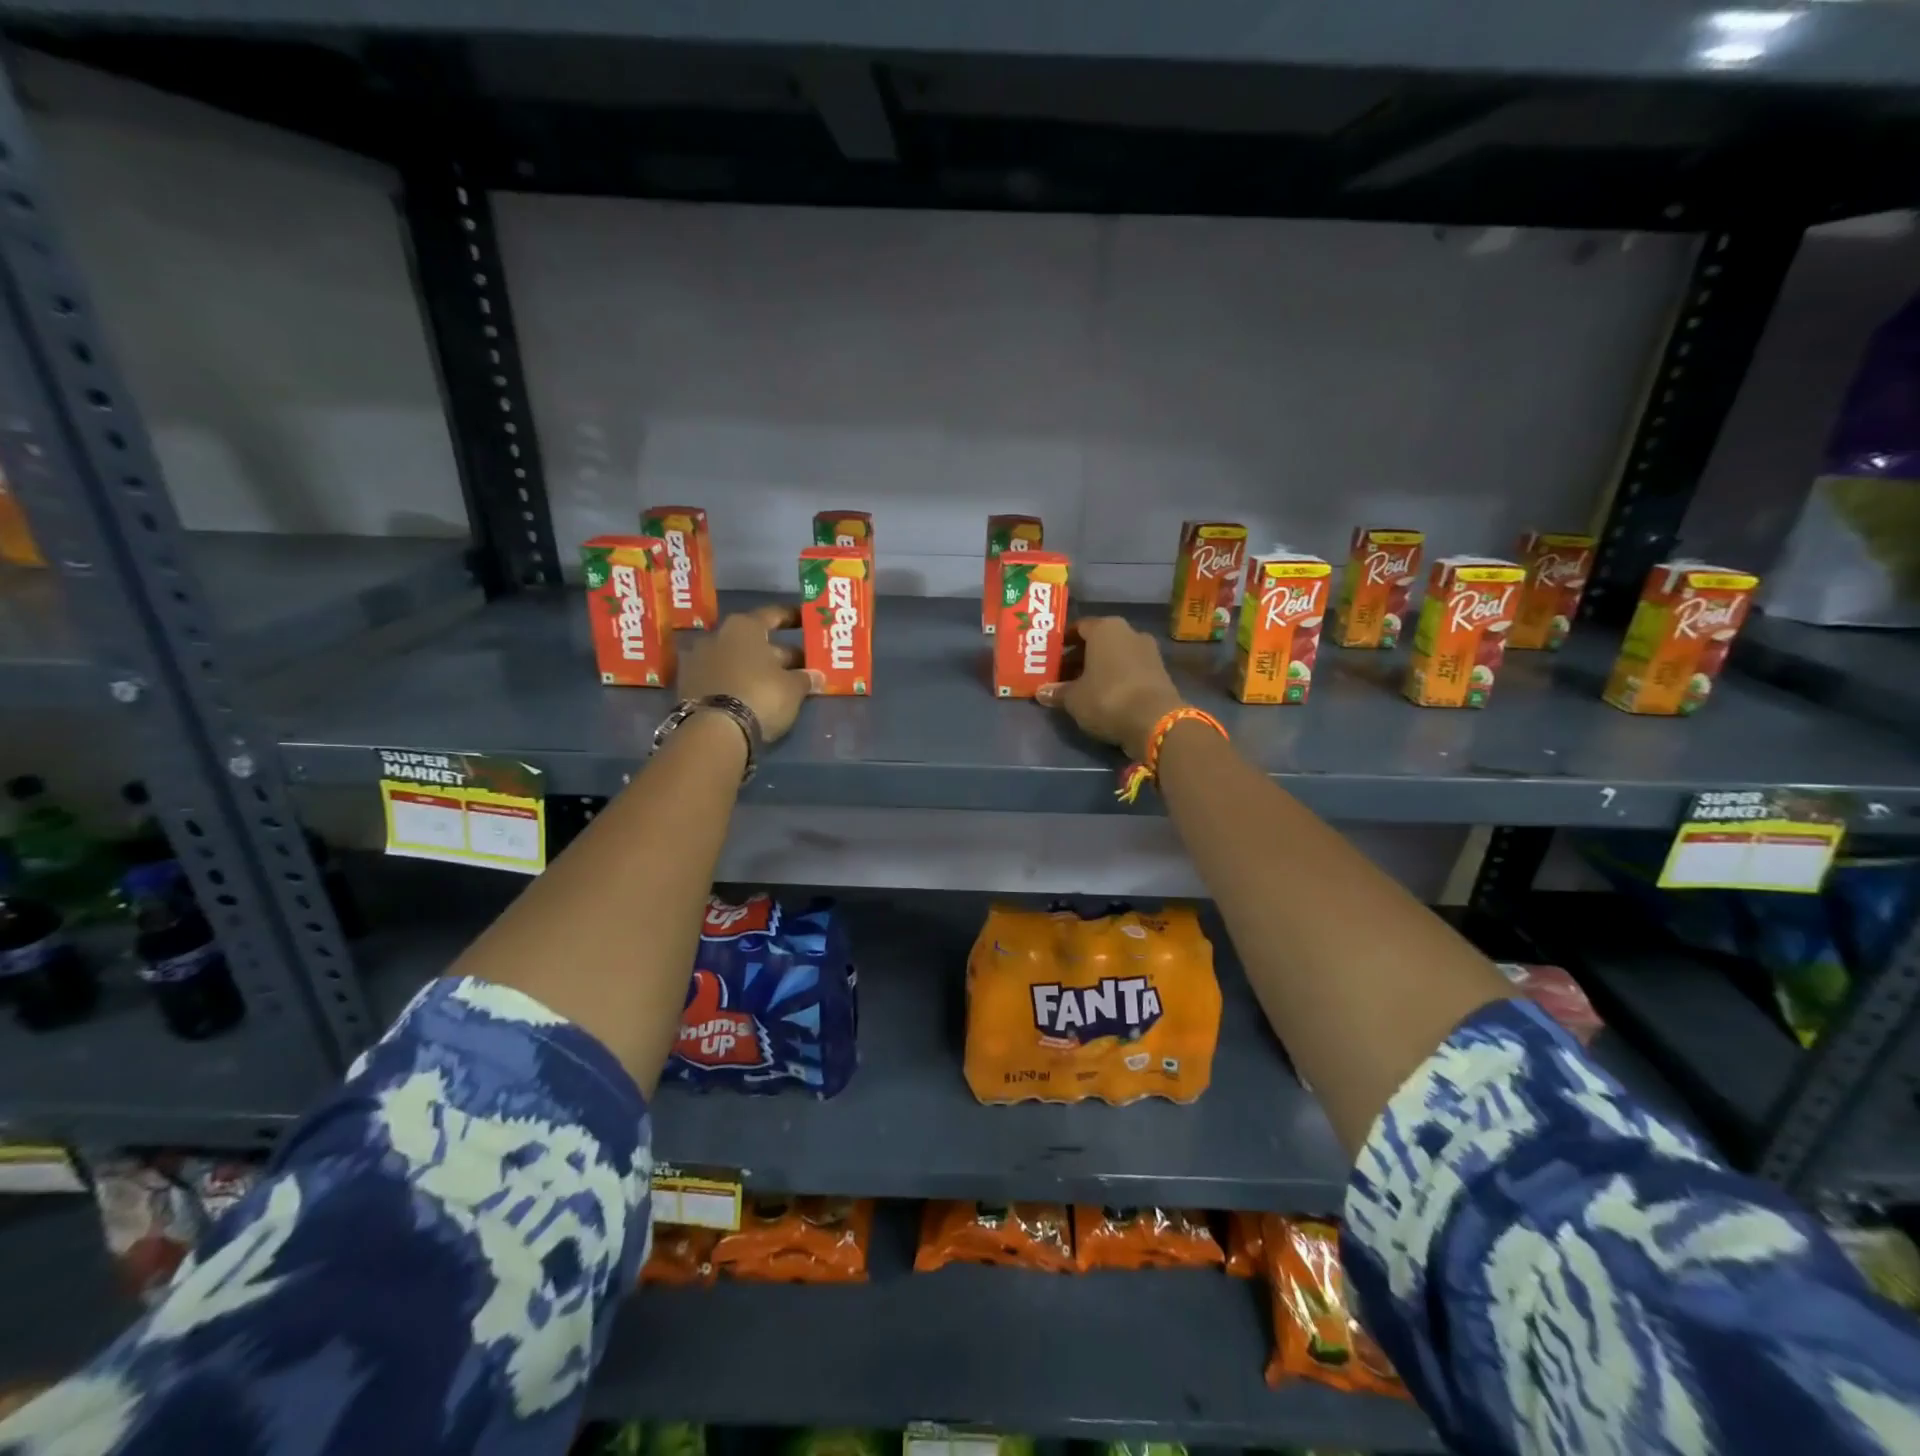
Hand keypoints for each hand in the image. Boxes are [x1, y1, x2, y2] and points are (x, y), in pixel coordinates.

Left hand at [675, 604, 821, 742]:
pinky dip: (738, 683)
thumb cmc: (760, 695)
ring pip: (736, 660)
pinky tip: (753, 696)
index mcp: (744, 627)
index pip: (773, 615)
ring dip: (756, 669)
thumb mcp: (793, 688)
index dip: (792, 617)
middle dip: (778, 653)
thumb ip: (805, 678)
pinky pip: (721, 678)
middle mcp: (717, 635)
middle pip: (754, 641)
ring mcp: (698, 660)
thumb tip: (817, 676)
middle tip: (801, 666)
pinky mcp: (688, 686)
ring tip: (778, 685)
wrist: (713, 731)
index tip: (805, 621)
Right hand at [1037, 616, 1185, 759]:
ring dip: (1099, 668)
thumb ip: (1057, 692)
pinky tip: (1104, 696)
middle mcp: (1129, 632)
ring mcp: (1148, 651)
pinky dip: (1116, 678)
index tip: (1051, 657)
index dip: (1063, 642)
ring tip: (1081, 688)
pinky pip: (1130, 669)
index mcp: (1105, 628)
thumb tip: (1041, 692)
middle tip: (1062, 674)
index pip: (1079, 627)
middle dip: (1079, 657)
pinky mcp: (1160, 672)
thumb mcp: (1074, 698)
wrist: (1155, 720)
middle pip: (1098, 641)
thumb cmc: (1107, 698)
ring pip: (1115, 655)